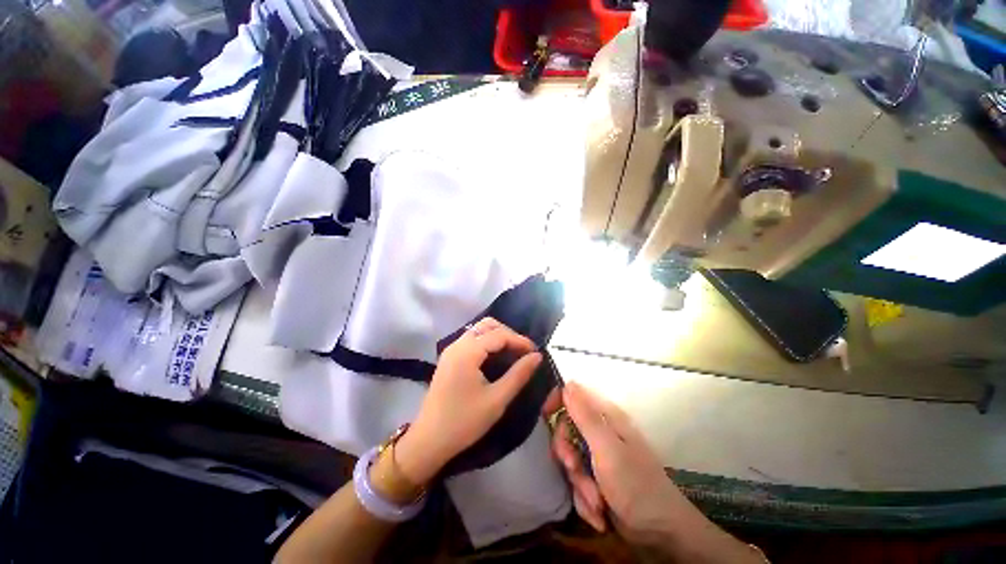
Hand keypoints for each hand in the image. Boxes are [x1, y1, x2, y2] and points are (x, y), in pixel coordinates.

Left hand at [395, 318, 541, 485]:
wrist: (429, 441)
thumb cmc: (464, 421)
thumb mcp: (497, 399)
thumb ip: (519, 374)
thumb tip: (537, 356)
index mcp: (468, 352)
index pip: (499, 334)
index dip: (520, 340)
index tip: (535, 352)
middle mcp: (457, 344)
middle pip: (487, 325)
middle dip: (508, 334)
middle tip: (523, 351)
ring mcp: (451, 350)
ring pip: (478, 330)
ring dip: (497, 336)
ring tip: (513, 353)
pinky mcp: (448, 358)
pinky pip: (471, 340)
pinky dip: (487, 342)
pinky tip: (496, 357)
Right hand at [547, 383, 762, 561]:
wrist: (660, 534)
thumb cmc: (636, 486)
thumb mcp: (607, 449)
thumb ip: (585, 416)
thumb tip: (568, 384)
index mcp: (606, 418)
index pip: (573, 395)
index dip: (557, 401)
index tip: (545, 415)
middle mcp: (601, 433)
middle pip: (566, 429)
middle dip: (568, 454)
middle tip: (575, 468)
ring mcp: (598, 457)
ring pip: (570, 460)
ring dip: (579, 483)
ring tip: (597, 500)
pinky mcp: (597, 479)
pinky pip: (577, 482)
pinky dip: (585, 499)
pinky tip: (600, 512)